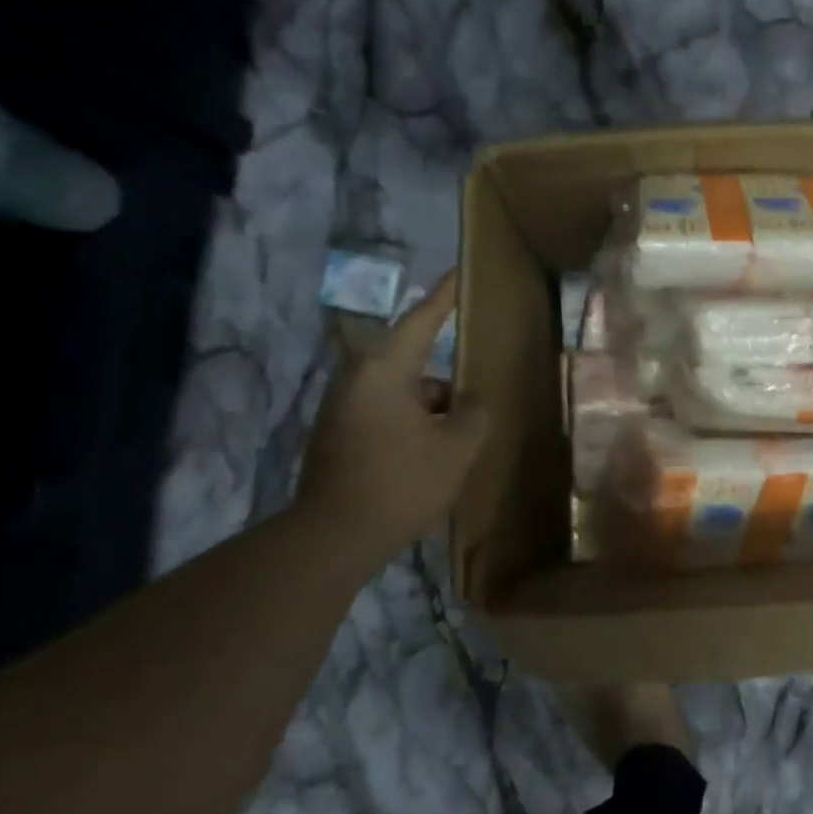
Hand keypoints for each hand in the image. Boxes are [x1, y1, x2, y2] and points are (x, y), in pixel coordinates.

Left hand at [294, 271, 487, 555]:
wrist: (333, 539)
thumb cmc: (400, 482)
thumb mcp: (457, 447)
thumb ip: (473, 415)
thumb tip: (469, 405)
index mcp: (384, 371)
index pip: (421, 321)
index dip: (444, 297)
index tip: (460, 274)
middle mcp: (357, 381)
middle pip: (415, 365)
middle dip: (449, 383)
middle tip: (479, 395)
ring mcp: (343, 411)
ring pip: (403, 396)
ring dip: (433, 411)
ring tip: (462, 441)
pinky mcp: (339, 438)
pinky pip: (388, 417)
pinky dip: (414, 428)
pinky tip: (434, 458)